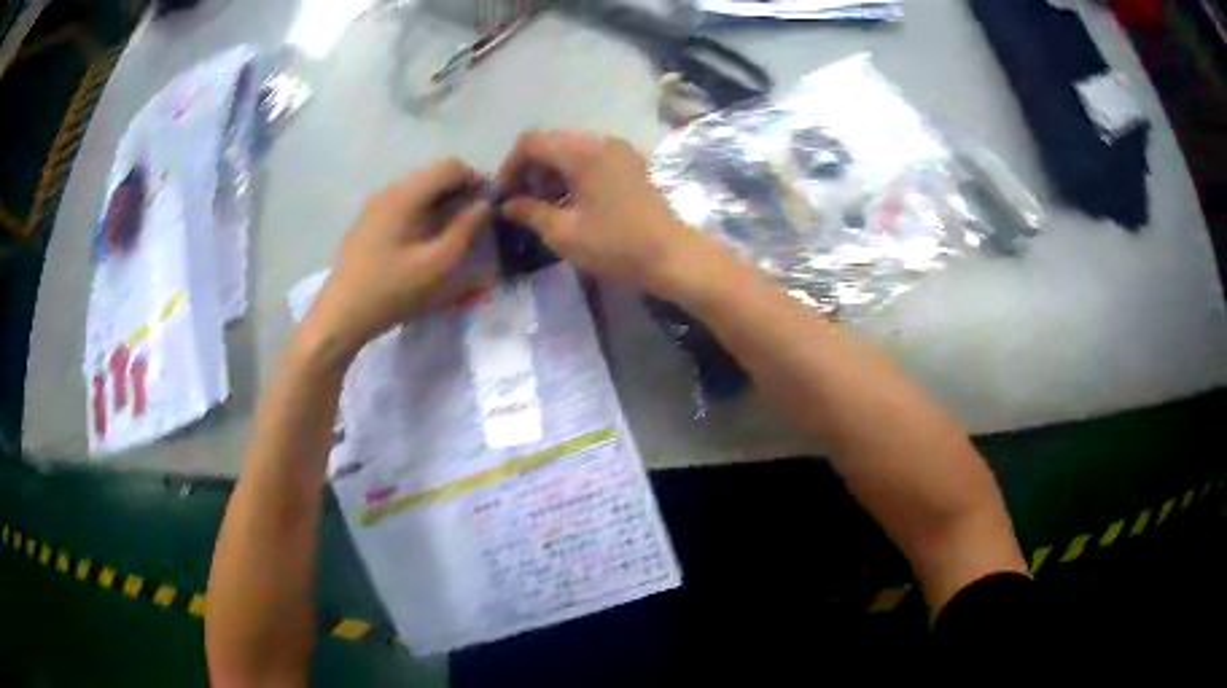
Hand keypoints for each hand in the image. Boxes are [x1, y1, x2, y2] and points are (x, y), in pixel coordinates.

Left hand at [303, 159, 490, 362]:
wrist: (342, 315)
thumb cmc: (392, 290)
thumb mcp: (438, 264)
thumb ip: (466, 229)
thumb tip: (484, 205)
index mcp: (406, 195)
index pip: (451, 166)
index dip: (476, 180)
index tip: (488, 207)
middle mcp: (389, 190)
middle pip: (434, 175)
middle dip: (459, 193)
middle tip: (474, 223)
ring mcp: (375, 205)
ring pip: (418, 190)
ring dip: (441, 204)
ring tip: (452, 235)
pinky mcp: (368, 221)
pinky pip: (403, 204)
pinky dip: (422, 213)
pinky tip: (423, 242)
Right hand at [500, 130, 715, 294]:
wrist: (671, 256)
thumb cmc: (616, 245)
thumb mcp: (564, 232)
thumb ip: (530, 212)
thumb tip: (508, 204)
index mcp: (583, 152)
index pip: (532, 142)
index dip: (510, 166)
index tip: (504, 195)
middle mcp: (601, 141)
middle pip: (551, 142)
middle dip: (530, 169)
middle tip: (522, 202)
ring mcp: (619, 151)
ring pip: (570, 149)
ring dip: (551, 172)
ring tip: (543, 206)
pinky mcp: (629, 164)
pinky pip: (590, 158)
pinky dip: (572, 174)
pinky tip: (568, 202)